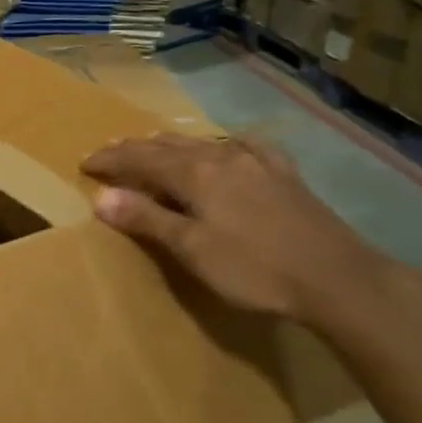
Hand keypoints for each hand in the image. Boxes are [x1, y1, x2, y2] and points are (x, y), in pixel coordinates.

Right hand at [80, 133, 401, 328]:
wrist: (338, 278)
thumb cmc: (254, 268)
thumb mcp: (191, 249)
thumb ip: (147, 219)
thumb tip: (101, 195)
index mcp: (196, 174)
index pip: (140, 159)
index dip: (110, 160)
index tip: (84, 163)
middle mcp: (223, 158)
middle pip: (168, 147)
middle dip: (135, 148)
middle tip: (108, 150)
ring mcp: (257, 163)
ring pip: (203, 144)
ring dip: (171, 145)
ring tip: (151, 144)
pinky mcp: (284, 176)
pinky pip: (245, 148)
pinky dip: (222, 145)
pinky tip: (229, 146)